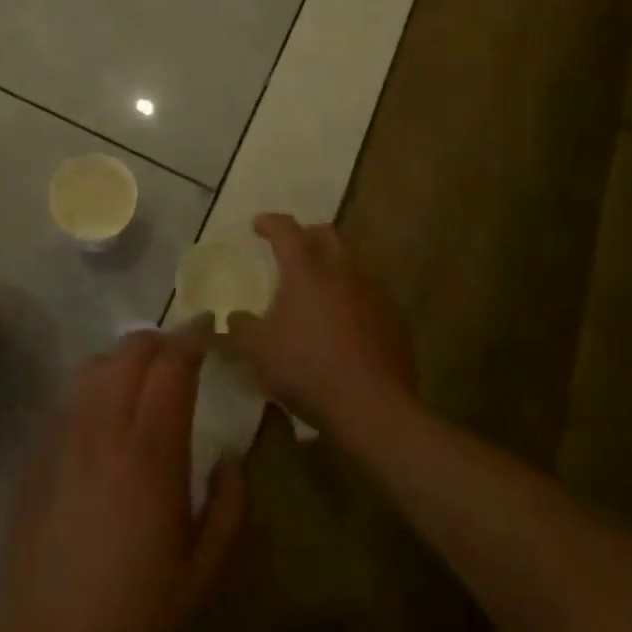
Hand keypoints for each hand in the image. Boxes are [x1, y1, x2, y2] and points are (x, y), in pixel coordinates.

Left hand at [0, 330, 246, 631]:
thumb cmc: (137, 617)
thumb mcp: (205, 576)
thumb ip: (230, 508)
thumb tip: (231, 455)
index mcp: (149, 451)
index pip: (171, 366)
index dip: (192, 338)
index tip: (209, 326)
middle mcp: (103, 427)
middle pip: (130, 351)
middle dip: (160, 339)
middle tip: (183, 351)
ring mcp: (64, 436)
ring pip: (95, 365)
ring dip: (125, 356)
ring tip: (145, 375)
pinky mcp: (39, 452)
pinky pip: (71, 395)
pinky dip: (96, 383)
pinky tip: (106, 413)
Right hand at [228, 213, 414, 438]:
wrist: (373, 408)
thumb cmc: (307, 368)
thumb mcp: (258, 351)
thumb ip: (241, 328)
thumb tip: (236, 317)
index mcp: (305, 267)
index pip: (285, 229)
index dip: (270, 223)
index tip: (257, 226)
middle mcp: (341, 269)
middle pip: (326, 235)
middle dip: (307, 236)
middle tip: (292, 251)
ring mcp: (373, 292)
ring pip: (351, 263)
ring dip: (333, 267)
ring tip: (318, 288)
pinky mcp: (395, 319)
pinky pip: (369, 295)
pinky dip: (353, 297)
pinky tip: (345, 323)